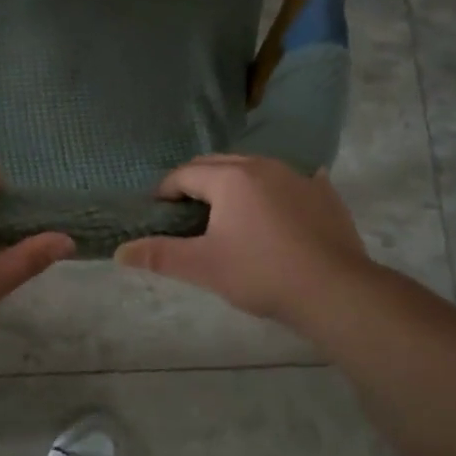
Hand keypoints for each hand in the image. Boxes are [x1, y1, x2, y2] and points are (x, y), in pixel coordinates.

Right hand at [115, 155, 370, 324]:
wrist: (336, 291)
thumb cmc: (261, 274)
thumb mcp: (203, 267)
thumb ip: (159, 255)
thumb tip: (119, 252)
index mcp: (230, 177)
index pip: (185, 174)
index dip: (166, 191)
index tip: (159, 213)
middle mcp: (263, 165)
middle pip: (218, 164)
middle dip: (197, 182)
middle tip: (187, 213)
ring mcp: (299, 176)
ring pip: (254, 169)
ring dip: (234, 183)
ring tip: (228, 213)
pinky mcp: (325, 193)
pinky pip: (290, 181)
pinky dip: (274, 190)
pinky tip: (278, 210)